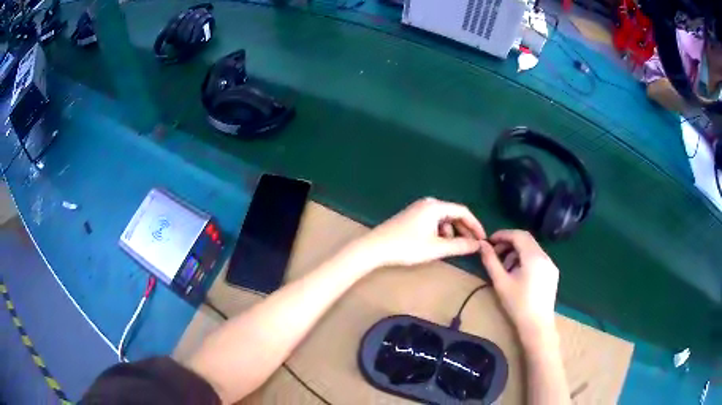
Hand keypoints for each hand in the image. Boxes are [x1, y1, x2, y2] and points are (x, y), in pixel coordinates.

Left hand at [356, 198, 485, 267]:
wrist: (375, 248)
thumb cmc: (407, 247)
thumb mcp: (436, 248)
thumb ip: (460, 246)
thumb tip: (479, 245)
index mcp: (435, 206)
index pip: (463, 211)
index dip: (475, 225)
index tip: (483, 239)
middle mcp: (428, 203)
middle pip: (453, 214)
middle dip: (463, 230)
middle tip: (471, 246)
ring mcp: (418, 209)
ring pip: (443, 220)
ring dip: (450, 233)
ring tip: (449, 249)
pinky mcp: (411, 217)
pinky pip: (433, 222)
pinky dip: (439, 233)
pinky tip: (435, 245)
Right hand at [480, 230, 559, 341]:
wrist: (537, 325)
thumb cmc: (517, 305)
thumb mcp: (501, 282)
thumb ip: (491, 261)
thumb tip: (482, 245)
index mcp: (533, 257)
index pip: (518, 235)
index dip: (503, 235)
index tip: (490, 241)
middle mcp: (545, 256)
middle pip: (526, 240)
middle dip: (509, 243)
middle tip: (495, 253)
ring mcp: (551, 264)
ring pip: (532, 249)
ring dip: (517, 252)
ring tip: (505, 268)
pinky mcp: (552, 273)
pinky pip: (538, 258)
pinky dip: (526, 259)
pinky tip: (518, 274)